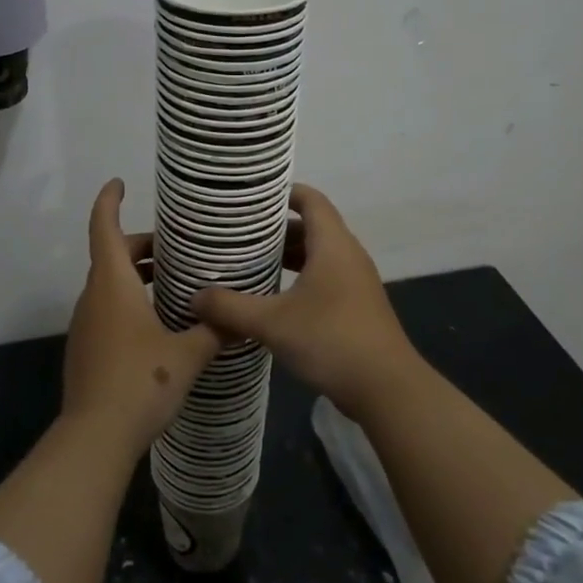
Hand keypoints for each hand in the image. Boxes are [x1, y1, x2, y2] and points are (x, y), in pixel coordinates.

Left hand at [63, 179, 221, 460]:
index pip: (103, 227)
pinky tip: (158, 322)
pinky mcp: (85, 347)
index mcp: (113, 284)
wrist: (95, 435)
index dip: (109, 201)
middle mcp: (94, 296)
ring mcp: (85, 323)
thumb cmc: (140, 381)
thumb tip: (239, 318)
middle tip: (176, 249)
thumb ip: (214, 331)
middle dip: (141, 245)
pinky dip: (128, 300)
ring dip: (136, 275)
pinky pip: (106, 308)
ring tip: (173, 282)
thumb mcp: (187, 354)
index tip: (119, 183)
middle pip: (111, 255)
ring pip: (109, 283)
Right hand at [191, 184, 420, 422]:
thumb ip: (230, 308)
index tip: (251, 197)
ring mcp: (356, 282)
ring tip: (251, 261)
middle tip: (239, 232)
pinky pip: (325, 277)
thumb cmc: (331, 340)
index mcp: (332, 245)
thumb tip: (194, 298)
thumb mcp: (272, 323)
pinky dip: (300, 277)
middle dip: (277, 227)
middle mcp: (348, 255)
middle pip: (312, 226)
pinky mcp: (357, 306)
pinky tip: (275, 297)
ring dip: (288, 254)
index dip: (283, 192)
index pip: (310, 199)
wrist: (387, 389)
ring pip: (319, 254)